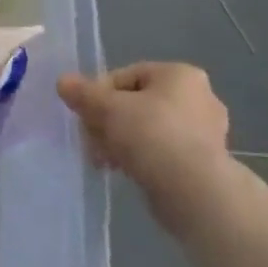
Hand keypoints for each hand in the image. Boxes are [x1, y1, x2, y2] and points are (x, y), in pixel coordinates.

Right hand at [57, 62, 234, 225]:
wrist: (193, 192)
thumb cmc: (151, 135)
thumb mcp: (108, 108)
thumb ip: (83, 93)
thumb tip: (62, 81)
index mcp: (180, 74)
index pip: (126, 75)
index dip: (98, 94)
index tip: (83, 115)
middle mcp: (198, 97)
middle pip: (136, 103)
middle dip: (107, 121)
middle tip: (90, 140)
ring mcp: (205, 131)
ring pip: (147, 129)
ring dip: (120, 141)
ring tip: (102, 160)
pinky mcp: (203, 162)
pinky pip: (161, 151)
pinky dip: (141, 158)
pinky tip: (123, 171)